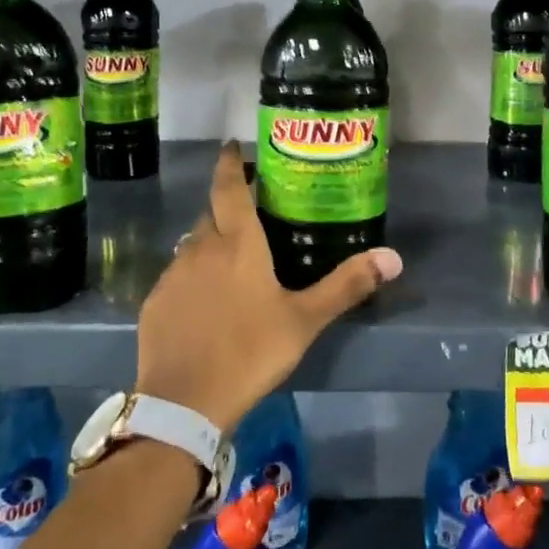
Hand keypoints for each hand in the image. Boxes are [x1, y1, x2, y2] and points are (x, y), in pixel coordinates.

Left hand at [134, 141, 402, 432]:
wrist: (184, 403)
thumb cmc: (250, 351)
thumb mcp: (304, 320)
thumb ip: (346, 286)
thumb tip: (393, 257)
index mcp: (238, 243)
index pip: (229, 187)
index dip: (230, 163)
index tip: (232, 145)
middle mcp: (201, 247)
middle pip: (212, 213)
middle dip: (227, 205)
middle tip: (250, 211)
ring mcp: (174, 275)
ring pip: (193, 244)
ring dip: (211, 242)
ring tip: (231, 259)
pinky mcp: (155, 302)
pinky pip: (178, 275)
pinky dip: (194, 275)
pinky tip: (206, 300)